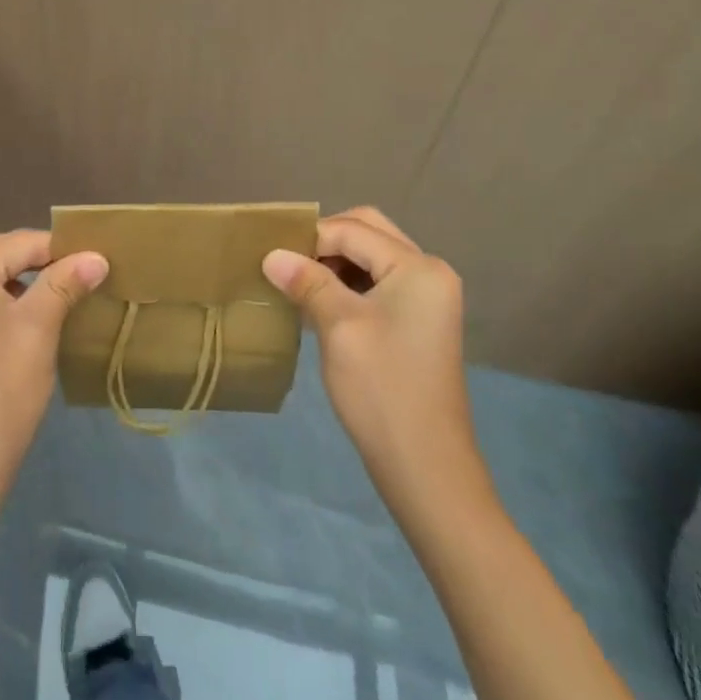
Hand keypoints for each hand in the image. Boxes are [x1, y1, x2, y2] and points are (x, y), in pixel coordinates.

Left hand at [0, 229, 107, 499]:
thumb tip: (96, 257)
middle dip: (36, 257)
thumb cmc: (3, 388)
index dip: (60, 248)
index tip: (95, 259)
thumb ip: (65, 283)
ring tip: (58, 292)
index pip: (19, 242)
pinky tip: (28, 316)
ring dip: (19, 276)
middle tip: (74, 273)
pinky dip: (1, 296)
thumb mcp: (39, 328)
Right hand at [262, 207, 486, 510]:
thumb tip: (271, 254)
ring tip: (299, 286)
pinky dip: (349, 284)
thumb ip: (307, 281)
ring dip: (335, 263)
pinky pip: (379, 282)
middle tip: (289, 265)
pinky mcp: (420, 321)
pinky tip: (320, 305)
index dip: (309, 239)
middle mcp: (429, 272)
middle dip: (325, 242)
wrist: (426, 469)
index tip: (272, 257)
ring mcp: (428, 298)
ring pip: (372, 256)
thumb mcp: (338, 326)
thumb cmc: (382, 389)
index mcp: (418, 267)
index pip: (352, 230)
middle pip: (368, 232)